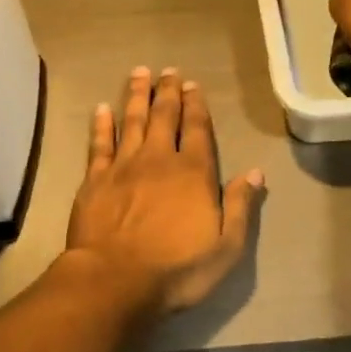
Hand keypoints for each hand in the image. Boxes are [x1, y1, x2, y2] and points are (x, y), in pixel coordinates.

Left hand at [66, 67, 264, 315]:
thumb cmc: (176, 270)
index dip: (197, 106)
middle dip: (168, 92)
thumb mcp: (226, 247)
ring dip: (137, 96)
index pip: (198, 130)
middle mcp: (159, 160)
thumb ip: (241, 207)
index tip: (194, 85)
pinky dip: (102, 124)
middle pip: (165, 117)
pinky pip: (99, 144)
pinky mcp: (95, 180)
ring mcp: (123, 167)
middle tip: (169, 71)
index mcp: (193, 173)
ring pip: (132, 121)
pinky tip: (102, 108)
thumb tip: (256, 173)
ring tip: (140, 73)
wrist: (115, 280)